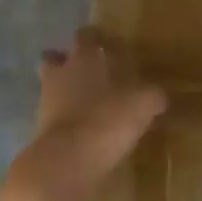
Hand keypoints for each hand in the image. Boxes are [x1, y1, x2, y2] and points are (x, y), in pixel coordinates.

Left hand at [5, 27, 165, 200]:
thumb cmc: (104, 121)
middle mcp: (60, 75)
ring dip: (65, 92)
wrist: (65, 164)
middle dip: (68, 62)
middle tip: (91, 72)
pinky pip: (54, 118)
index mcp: (83, 59)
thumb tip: (159, 96)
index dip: (95, 37)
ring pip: (51, 87)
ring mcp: (46, 103)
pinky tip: (84, 131)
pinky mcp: (41, 132)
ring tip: (88, 105)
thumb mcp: (141, 105)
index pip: (85, 36)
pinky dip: (66, 121)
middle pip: (55, 58)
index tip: (107, 43)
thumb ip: (152, 96)